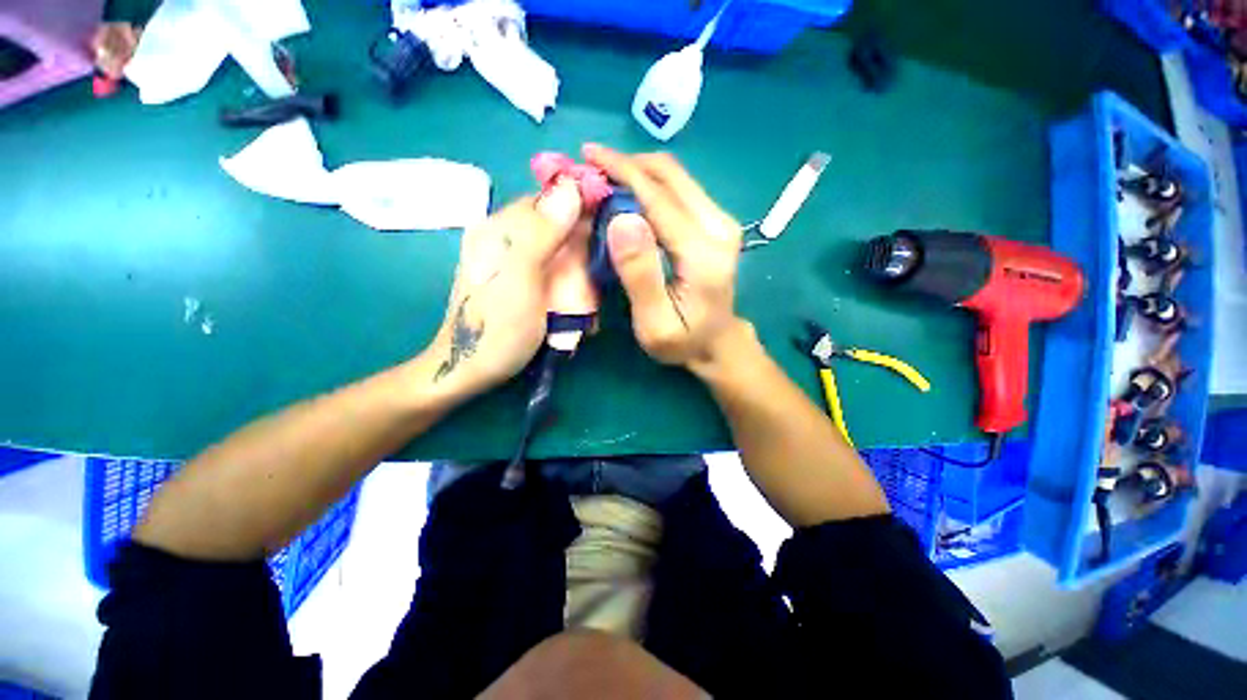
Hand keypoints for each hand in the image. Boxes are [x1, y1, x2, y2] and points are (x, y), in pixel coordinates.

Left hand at [425, 181, 584, 397]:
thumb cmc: (496, 329)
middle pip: (560, 229)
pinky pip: (556, 274)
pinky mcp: (523, 283)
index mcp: (501, 229)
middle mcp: (508, 238)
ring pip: (562, 254)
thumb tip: (571, 187)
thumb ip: (543, 233)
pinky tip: (575, 312)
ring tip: (587, 308)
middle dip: (585, 254)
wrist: (469, 372)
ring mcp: (515, 262)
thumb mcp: (521, 279)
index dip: (584, 207)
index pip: (550, 199)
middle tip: (597, 285)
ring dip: (580, 278)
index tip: (612, 228)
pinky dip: (571, 290)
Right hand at [584, 145, 744, 375]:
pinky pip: (680, 190)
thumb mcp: (654, 322)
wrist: (718, 343)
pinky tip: (629, 193)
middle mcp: (718, 226)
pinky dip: (651, 184)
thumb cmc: (683, 341)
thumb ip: (639, 274)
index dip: (622, 171)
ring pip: (676, 177)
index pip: (659, 197)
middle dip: (627, 164)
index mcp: (703, 252)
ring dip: (638, 171)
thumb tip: (620, 219)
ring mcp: (721, 221)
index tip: (587, 156)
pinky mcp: (716, 223)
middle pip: (671, 175)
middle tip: (591, 166)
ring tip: (604, 177)